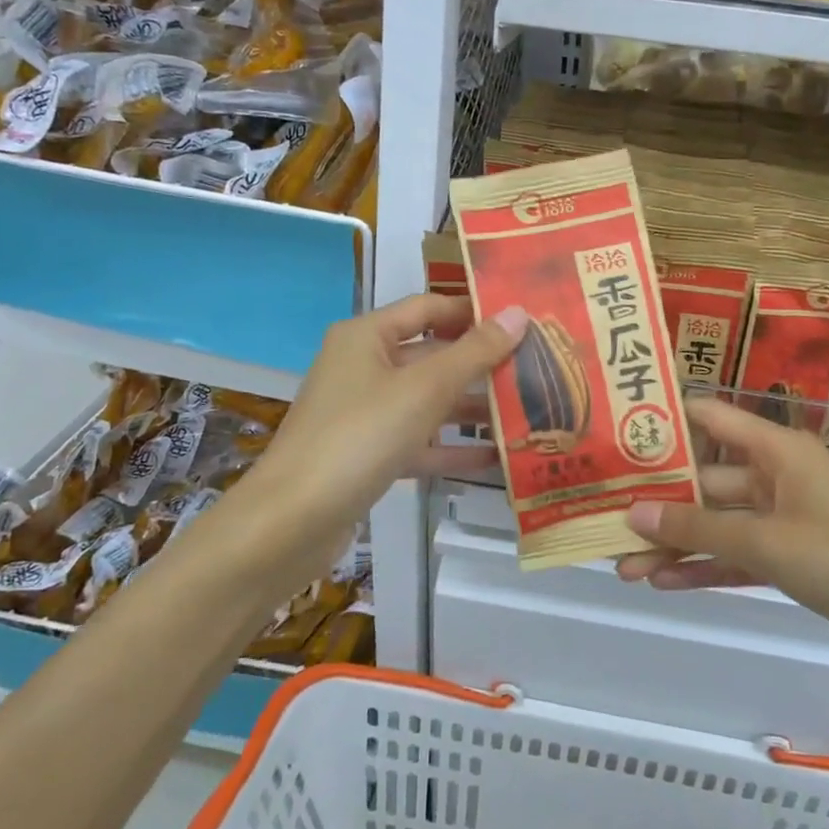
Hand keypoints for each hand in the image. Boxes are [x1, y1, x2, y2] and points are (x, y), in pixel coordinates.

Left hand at [230, 293, 524, 569]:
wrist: (292, 521)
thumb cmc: (360, 436)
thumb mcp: (424, 389)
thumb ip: (474, 352)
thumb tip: (518, 313)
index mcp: (367, 336)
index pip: (429, 307)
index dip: (474, 311)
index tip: (523, 320)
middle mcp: (363, 367)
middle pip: (431, 355)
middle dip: (480, 363)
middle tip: (536, 367)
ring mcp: (364, 413)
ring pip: (427, 401)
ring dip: (471, 406)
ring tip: (526, 410)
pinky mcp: (368, 455)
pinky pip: (418, 441)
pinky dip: (451, 446)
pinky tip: (495, 457)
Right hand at [617, 396, 828, 688]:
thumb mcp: (767, 541)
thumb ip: (698, 528)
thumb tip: (631, 512)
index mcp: (776, 449)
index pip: (709, 417)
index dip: (664, 422)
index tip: (614, 433)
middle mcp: (775, 476)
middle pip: (704, 479)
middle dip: (658, 502)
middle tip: (604, 517)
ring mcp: (782, 519)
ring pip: (716, 523)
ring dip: (674, 542)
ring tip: (621, 564)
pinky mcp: (790, 558)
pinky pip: (736, 555)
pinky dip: (704, 567)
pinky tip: (663, 582)